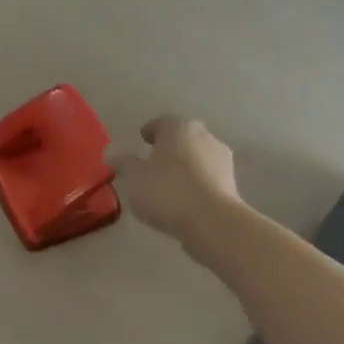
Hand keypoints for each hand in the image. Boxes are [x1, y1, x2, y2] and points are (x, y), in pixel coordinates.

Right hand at [111, 115, 242, 249]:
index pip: (162, 122)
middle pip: (183, 138)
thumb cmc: (167, 190)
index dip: (150, 130)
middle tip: (153, 161)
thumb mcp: (134, 177)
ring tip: (167, 184)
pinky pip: (207, 178)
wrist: (211, 221)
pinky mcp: (231, 184)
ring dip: (184, 166)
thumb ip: (123, 162)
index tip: (142, 140)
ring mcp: (222, 160)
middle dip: (169, 148)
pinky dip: (195, 183)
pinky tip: (184, 199)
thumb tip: (111, 152)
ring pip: (197, 158)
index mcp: (179, 128)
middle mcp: (205, 137)